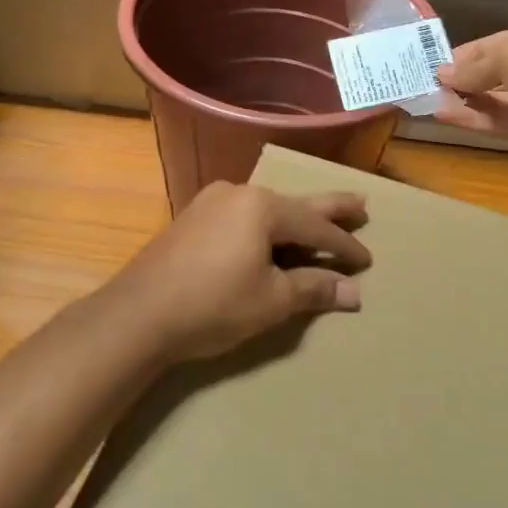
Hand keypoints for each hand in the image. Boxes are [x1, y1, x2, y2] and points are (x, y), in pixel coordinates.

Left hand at [100, 183, 371, 362]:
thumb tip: (353, 293)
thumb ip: (313, 289)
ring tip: (319, 219)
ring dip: (294, 218)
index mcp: (261, 206)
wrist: (139, 314)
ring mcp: (211, 202)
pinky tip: (271, 233)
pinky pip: (242, 216)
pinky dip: (265, 227)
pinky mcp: (193, 219)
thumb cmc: (213, 305)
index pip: (316, 224)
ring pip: (265, 209)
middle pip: (294, 204)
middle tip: (361, 204)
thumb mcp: (271, 300)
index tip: (367, 260)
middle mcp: (238, 193)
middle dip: (329, 208)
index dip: (344, 244)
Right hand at [435, 24, 507, 169]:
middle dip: (461, 76)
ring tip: (428, 98)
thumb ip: (474, 64)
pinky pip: (494, 120)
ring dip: (461, 98)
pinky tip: (442, 113)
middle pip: (492, 71)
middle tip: (426, 82)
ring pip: (491, 97)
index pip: (497, 43)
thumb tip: (443, 74)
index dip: (466, 52)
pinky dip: (470, 117)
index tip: (435, 62)